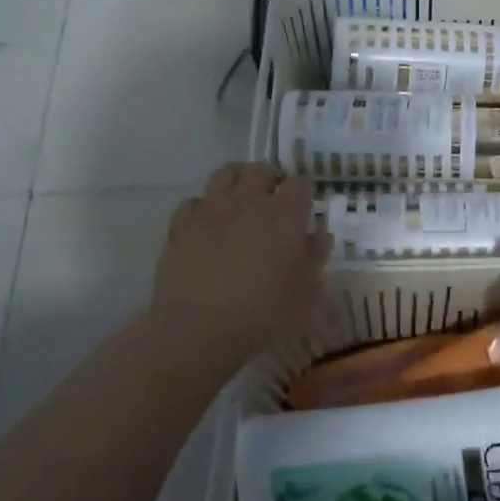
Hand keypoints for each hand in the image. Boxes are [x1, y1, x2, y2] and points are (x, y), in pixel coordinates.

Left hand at [149, 165, 329, 367]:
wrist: (198, 330)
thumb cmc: (264, 314)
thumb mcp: (307, 294)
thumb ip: (315, 258)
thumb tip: (318, 235)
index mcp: (285, 215)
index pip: (300, 183)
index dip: (304, 191)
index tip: (304, 205)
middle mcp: (249, 202)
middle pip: (260, 170)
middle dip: (270, 179)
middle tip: (273, 199)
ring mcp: (211, 210)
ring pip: (225, 174)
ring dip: (237, 181)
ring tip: (241, 200)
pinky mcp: (181, 226)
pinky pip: (194, 202)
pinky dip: (204, 207)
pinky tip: (208, 225)